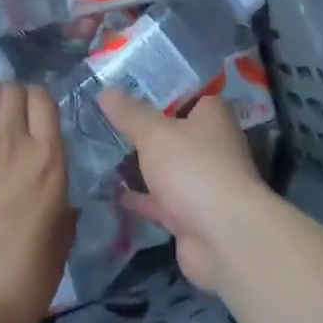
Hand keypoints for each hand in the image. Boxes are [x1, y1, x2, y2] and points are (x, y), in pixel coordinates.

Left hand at [0, 80, 72, 322]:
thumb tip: (64, 204)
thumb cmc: (18, 284)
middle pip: (11, 89)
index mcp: (48, 159)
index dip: (36, 101)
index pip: (43, 99)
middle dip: (9, 99)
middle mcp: (12, 140)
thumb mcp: (58, 247)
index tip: (30, 117)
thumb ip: (63, 215)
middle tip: (2, 123)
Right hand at [98, 90, 266, 292]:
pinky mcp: (190, 213)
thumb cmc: (193, 168)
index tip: (122, 83)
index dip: (155, 86)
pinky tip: (108, 190)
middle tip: (102, 116)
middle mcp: (211, 143)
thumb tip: (105, 90)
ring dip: (138, 162)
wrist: (223, 238)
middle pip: (171, 128)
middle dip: (140, 126)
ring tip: (99, 150)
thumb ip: (129, 113)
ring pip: (164, 165)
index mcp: (212, 114)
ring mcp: (201, 179)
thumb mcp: (154, 133)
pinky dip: (138, 196)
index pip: (184, 91)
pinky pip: (158, 198)